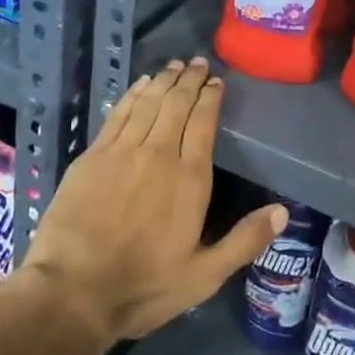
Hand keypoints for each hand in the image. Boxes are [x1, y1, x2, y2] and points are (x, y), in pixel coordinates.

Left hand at [22, 57, 285, 346]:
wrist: (72, 292)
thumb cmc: (142, 286)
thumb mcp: (203, 276)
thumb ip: (244, 241)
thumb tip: (283, 211)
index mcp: (189, 178)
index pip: (204, 122)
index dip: (211, 98)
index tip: (216, 81)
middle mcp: (159, 153)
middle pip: (177, 104)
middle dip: (190, 80)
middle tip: (198, 62)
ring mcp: (123, 151)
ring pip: (149, 102)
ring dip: (164, 80)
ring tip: (175, 65)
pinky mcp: (94, 155)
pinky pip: (119, 113)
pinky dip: (133, 94)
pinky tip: (140, 84)